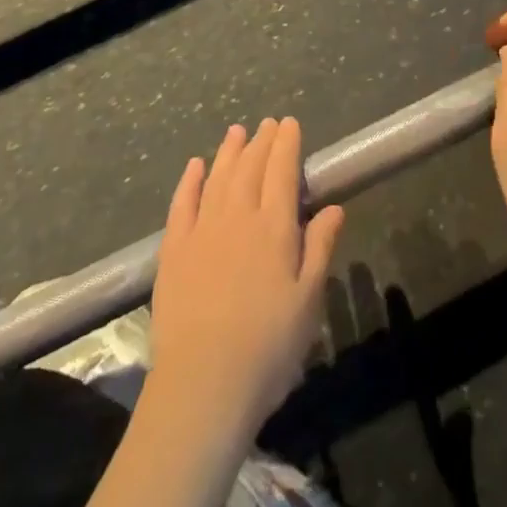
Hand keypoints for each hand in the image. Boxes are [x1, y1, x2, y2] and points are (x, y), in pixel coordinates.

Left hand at [148, 118, 344, 440]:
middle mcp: (238, 216)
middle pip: (250, 167)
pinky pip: (182, 203)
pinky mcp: (173, 250)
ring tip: (237, 131)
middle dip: (261, 142)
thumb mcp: (308, 300)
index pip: (282, 171)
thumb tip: (333, 206)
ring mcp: (202, 230)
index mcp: (274, 227)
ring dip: (229, 151)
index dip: (287, 144)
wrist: (203, 383)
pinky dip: (191, 180)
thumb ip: (320, 247)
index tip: (289, 123)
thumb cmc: (268, 347)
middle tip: (267, 123)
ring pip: (218, 177)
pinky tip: (196, 165)